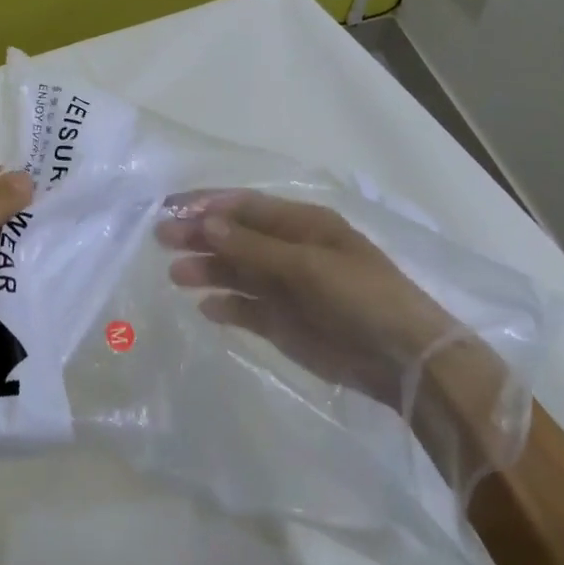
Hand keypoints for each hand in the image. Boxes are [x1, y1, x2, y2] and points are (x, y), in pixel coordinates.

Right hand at [157, 190, 525, 481]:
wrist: (402, 359)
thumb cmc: (360, 297)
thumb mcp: (307, 266)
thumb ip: (253, 246)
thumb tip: (205, 223)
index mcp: (302, 225)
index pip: (245, 207)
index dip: (207, 205)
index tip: (170, 209)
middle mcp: (289, 251)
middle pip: (235, 237)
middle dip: (199, 235)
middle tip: (160, 240)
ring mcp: (285, 288)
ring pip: (236, 272)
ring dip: (207, 270)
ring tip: (175, 276)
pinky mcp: (283, 323)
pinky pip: (246, 308)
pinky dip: (226, 306)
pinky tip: (206, 308)